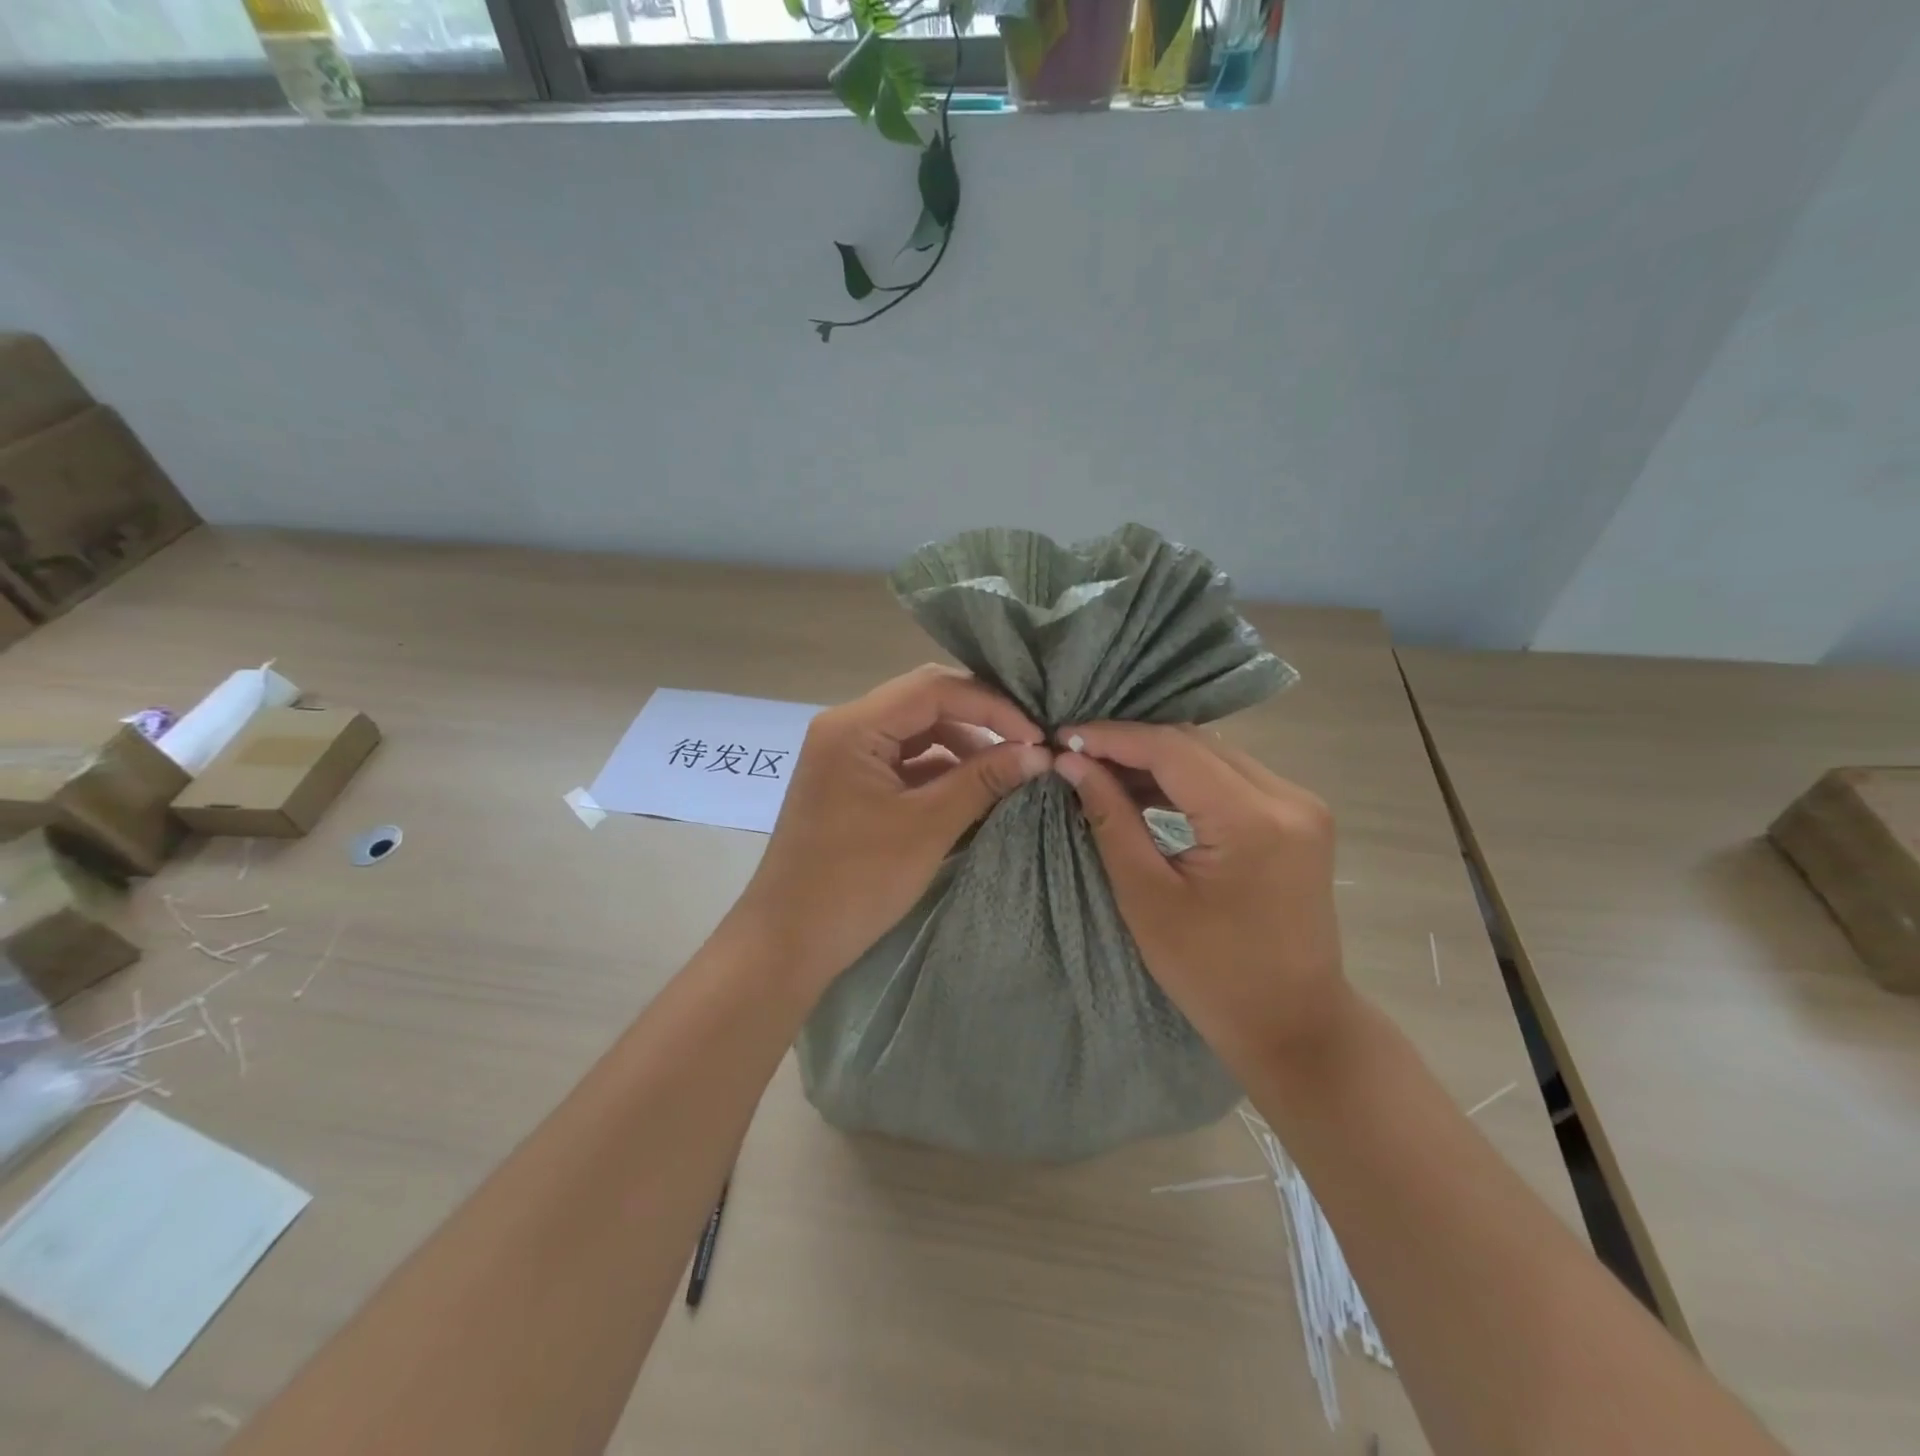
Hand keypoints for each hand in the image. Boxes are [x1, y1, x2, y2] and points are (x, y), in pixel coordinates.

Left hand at [734, 664, 1051, 999]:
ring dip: (965, 748)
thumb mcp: (927, 827)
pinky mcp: (852, 785)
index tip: (1036, 736)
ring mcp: (846, 756)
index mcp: (853, 726)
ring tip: (1009, 772)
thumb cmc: (854, 882)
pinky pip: (906, 762)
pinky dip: (942, 772)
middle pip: (926, 703)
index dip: (992, 704)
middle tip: (1029, 746)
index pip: (934, 688)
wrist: (788, 943)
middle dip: (981, 721)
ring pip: (918, 733)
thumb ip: (983, 780)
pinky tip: (977, 790)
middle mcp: (846, 728)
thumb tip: (1040, 754)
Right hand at [1054, 724, 1352, 1073]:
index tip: (1064, 736)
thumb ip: (1111, 819)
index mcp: (1253, 820)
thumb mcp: (1147, 897)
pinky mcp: (1300, 818)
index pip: (1172, 749)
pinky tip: (1147, 791)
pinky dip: (1187, 779)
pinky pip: (1232, 777)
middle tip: (1078, 754)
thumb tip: (1072, 762)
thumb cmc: (1211, 974)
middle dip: (1132, 744)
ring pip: (1214, 755)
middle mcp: (1288, 798)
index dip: (1114, 737)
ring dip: (1159, 759)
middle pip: (1196, 744)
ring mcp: (1301, 805)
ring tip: (1103, 771)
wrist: (1292, 1023)